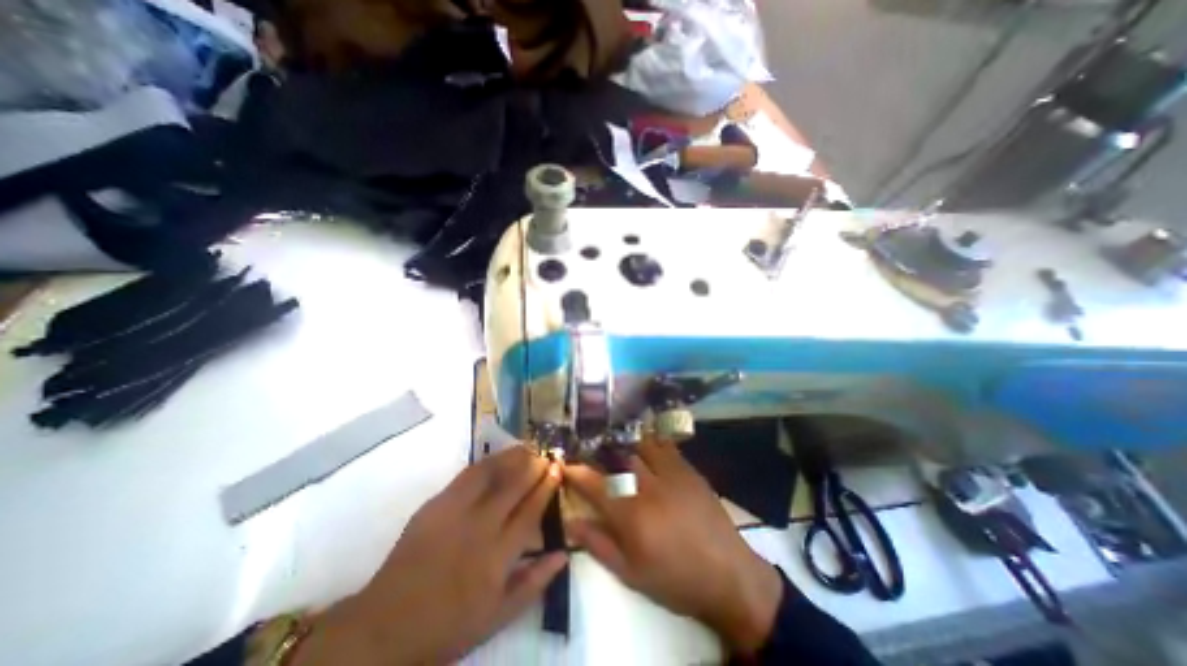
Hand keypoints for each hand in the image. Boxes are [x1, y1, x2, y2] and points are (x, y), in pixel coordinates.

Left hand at [290, 448, 560, 665]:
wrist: (385, 626)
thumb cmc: (447, 626)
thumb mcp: (497, 617)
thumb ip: (533, 583)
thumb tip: (563, 554)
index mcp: (497, 557)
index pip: (530, 510)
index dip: (546, 486)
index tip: (557, 469)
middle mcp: (479, 528)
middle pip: (513, 486)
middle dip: (534, 465)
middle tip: (546, 454)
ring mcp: (454, 512)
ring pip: (490, 473)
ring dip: (512, 457)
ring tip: (526, 448)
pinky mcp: (435, 504)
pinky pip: (467, 475)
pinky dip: (487, 462)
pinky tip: (496, 458)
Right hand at [568, 436, 786, 656]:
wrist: (728, 575)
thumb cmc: (675, 580)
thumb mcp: (631, 573)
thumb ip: (598, 544)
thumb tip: (570, 522)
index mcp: (631, 515)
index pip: (594, 483)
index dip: (575, 471)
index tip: (565, 464)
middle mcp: (648, 487)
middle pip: (615, 458)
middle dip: (596, 450)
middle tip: (587, 449)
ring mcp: (670, 474)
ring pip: (639, 445)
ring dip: (622, 442)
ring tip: (612, 442)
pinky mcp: (688, 469)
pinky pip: (664, 445)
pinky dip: (649, 441)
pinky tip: (643, 443)